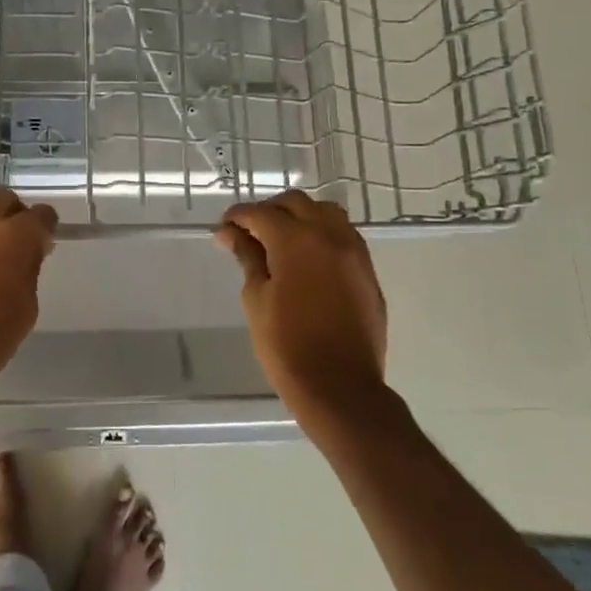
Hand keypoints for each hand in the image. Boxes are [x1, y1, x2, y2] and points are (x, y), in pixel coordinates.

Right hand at [215, 190, 387, 430]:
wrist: (340, 387)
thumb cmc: (287, 345)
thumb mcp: (256, 299)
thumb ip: (248, 258)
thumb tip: (231, 234)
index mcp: (296, 240)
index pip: (260, 213)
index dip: (237, 217)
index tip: (223, 230)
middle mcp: (329, 235)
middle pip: (295, 203)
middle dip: (268, 211)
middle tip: (248, 233)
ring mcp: (354, 251)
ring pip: (325, 212)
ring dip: (300, 216)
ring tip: (281, 240)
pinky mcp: (367, 270)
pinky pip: (344, 235)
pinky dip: (322, 234)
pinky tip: (308, 257)